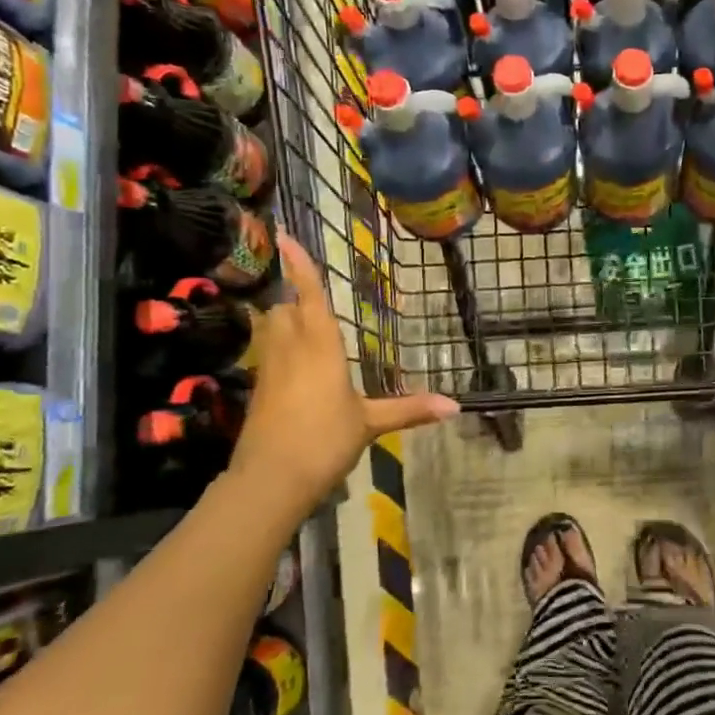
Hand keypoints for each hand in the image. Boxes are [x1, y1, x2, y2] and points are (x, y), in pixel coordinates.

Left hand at [228, 234, 457, 499]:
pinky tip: (293, 365)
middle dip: (292, 296)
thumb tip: (456, 405)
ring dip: (282, 318)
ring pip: (270, 330)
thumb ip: (409, 409)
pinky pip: (267, 355)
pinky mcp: (259, 392)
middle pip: (283, 309)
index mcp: (319, 347)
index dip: (299, 265)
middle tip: (307, 290)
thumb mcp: (371, 423)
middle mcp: (289, 350)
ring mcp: (269, 371)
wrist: (270, 480)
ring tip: (300, 319)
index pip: (309, 296)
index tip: (284, 235)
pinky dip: (278, 348)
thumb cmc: (324, 440)